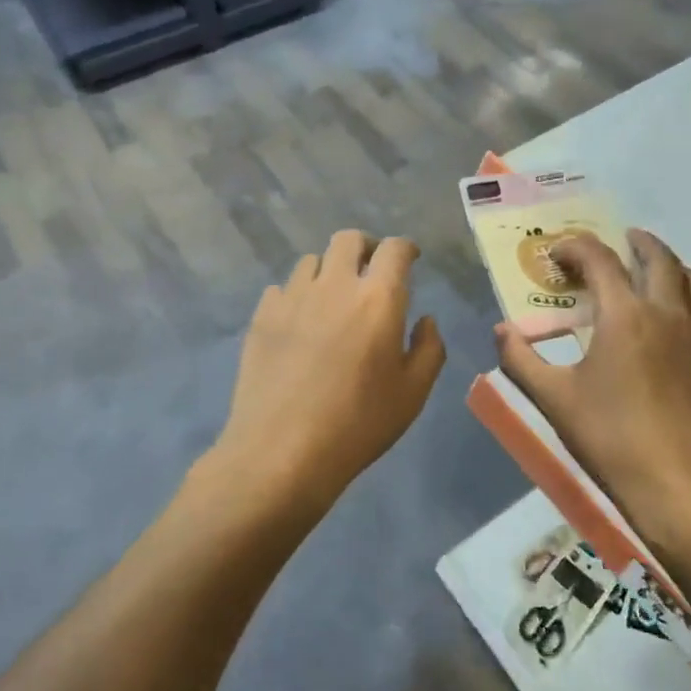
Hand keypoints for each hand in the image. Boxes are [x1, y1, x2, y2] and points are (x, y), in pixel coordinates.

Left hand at [209, 231, 445, 524]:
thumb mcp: (413, 393)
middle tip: (372, 271)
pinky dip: (297, 295)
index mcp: (378, 298)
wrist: (282, 451)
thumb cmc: (358, 423)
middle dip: (366, 247)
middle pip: (348, 239)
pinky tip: (300, 323)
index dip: (406, 248)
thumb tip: (424, 320)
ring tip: (333, 298)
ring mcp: (292, 298)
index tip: (410, 258)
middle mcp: (334, 285)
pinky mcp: (262, 317)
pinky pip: (282, 288)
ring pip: (311, 260)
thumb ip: (429, 348)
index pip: (395, 249)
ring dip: (329, 270)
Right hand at [495, 229, 690, 553]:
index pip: (600, 260)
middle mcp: (666, 312)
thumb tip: (501, 330)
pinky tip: (670, 319)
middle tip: (618, 241)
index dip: (576, 248)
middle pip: (658, 257)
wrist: (682, 485)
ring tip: (652, 270)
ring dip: (671, 263)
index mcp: (625, 314)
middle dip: (635, 243)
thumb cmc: (612, 438)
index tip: (557, 255)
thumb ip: (521, 360)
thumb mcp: (554, 400)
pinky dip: (687, 294)